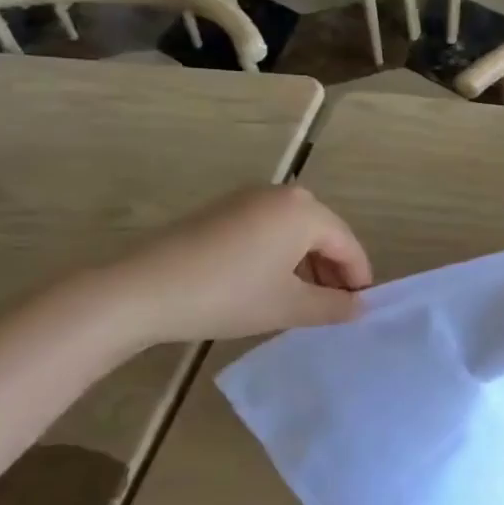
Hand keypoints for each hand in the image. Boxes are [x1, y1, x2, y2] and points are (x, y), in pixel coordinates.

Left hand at [83, 185, 372, 349]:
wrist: (143, 290)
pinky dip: (279, 255)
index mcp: (304, 211)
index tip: (360, 310)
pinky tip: (269, 285)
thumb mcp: (288, 306)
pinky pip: (269, 230)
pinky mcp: (224, 210)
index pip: (348, 244)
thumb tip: (360, 307)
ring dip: (306, 265)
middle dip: (332, 271)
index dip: (358, 279)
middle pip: (323, 234)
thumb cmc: (228, 295)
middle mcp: (282, 194)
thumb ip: (333, 306)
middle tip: (333, 309)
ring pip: (295, 232)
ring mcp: (249, 198)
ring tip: (303, 302)